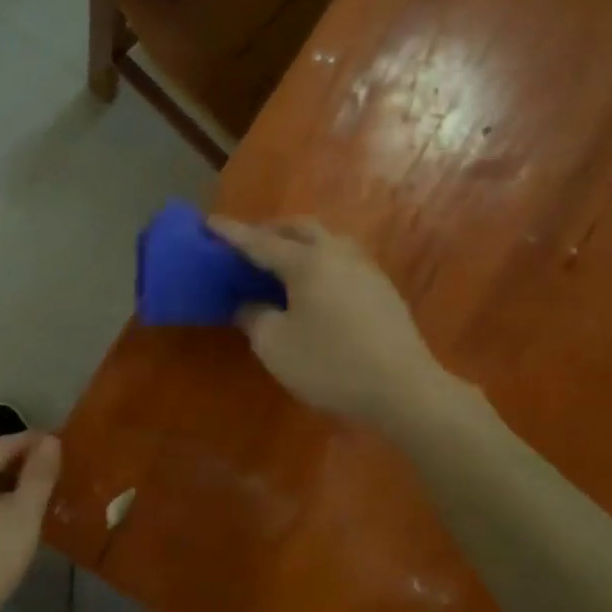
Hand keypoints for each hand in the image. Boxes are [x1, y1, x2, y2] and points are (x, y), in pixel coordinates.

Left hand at [0, 432, 60, 611]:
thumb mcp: (22, 518)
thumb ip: (38, 477)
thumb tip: (50, 442)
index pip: (6, 442)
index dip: (35, 442)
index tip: (61, 447)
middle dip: (21, 463)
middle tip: (53, 474)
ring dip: (6, 484)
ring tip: (36, 497)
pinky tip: (7, 519)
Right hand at [210, 217, 438, 425]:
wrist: (403, 388)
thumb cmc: (329, 364)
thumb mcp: (274, 345)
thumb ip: (254, 317)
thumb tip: (248, 304)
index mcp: (307, 262)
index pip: (259, 241)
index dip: (231, 233)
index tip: (209, 222)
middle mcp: (337, 254)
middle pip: (299, 229)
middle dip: (270, 230)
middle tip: (247, 243)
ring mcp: (366, 269)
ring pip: (326, 240)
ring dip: (299, 243)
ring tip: (280, 262)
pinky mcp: (382, 289)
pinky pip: (342, 260)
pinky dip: (319, 261)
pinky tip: (314, 285)